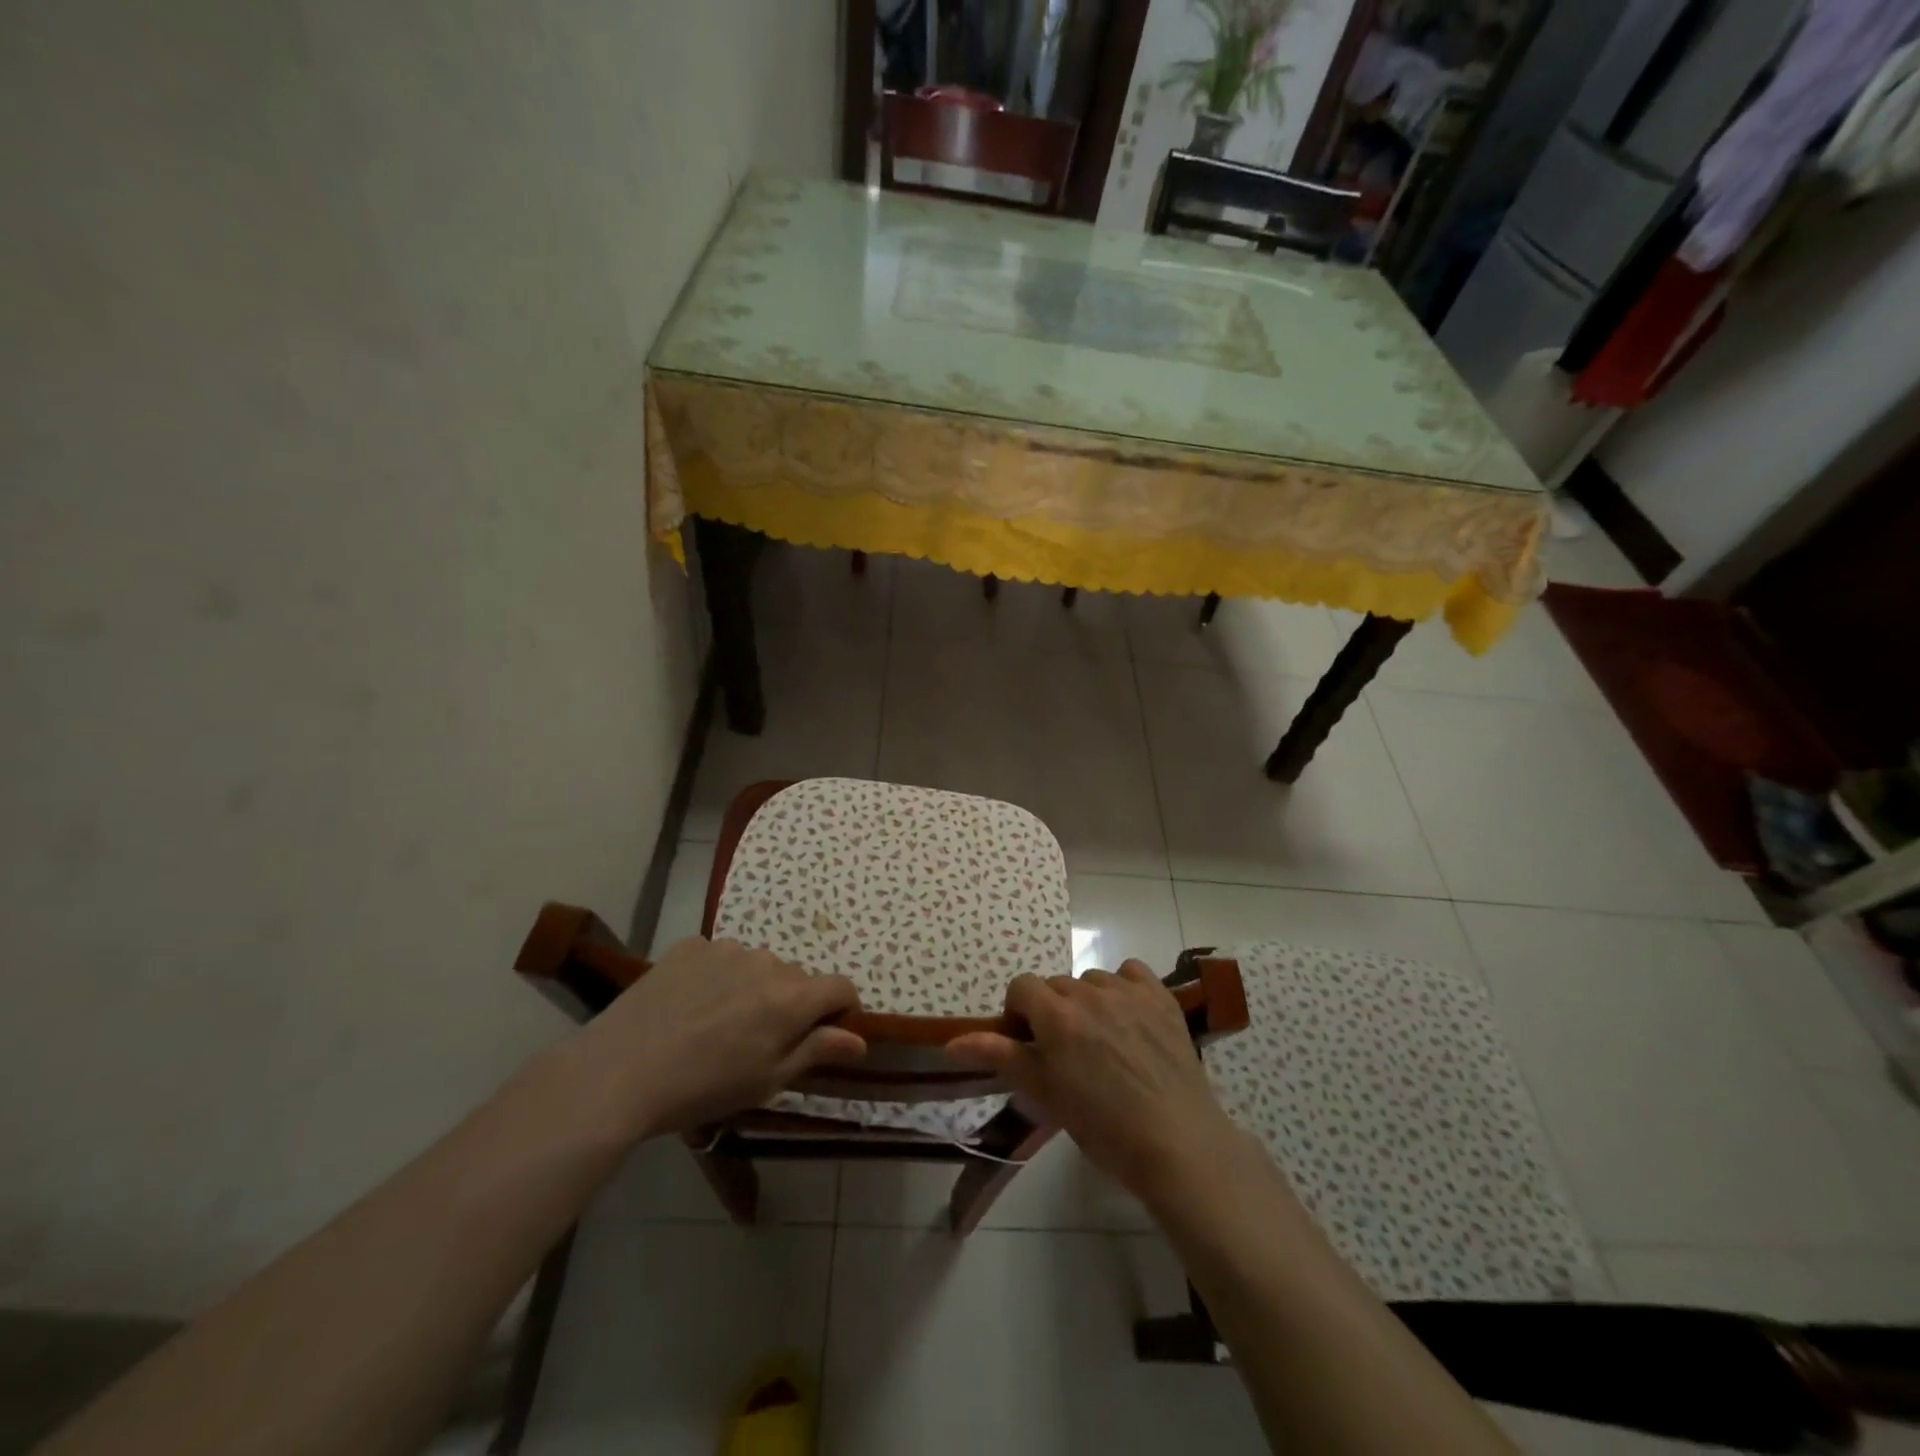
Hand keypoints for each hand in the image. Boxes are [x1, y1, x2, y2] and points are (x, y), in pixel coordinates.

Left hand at [567, 937, 866, 1139]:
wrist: (620, 1072)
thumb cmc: (702, 1088)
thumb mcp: (767, 1081)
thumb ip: (817, 1051)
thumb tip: (859, 1039)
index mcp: (791, 998)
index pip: (841, 987)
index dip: (843, 1009)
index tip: (829, 1032)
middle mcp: (766, 962)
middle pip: (797, 978)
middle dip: (792, 1004)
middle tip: (761, 1040)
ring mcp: (726, 949)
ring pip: (758, 966)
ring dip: (755, 988)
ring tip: (720, 1023)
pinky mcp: (691, 947)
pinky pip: (721, 958)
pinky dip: (719, 977)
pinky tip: (691, 1007)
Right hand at [945, 962, 1239, 1201]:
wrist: (1177, 1144)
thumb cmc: (1103, 1128)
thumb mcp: (1045, 1093)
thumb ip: (1001, 1057)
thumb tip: (952, 1042)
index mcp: (1056, 1016)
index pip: (1022, 986)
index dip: (1020, 1013)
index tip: (1031, 1045)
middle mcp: (1089, 993)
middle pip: (1057, 985)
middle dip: (1054, 1011)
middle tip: (1069, 1053)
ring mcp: (1128, 992)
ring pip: (1093, 980)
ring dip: (1089, 1002)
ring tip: (1105, 1042)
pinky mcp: (1161, 997)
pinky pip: (1132, 973)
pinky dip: (1125, 988)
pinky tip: (1131, 1019)